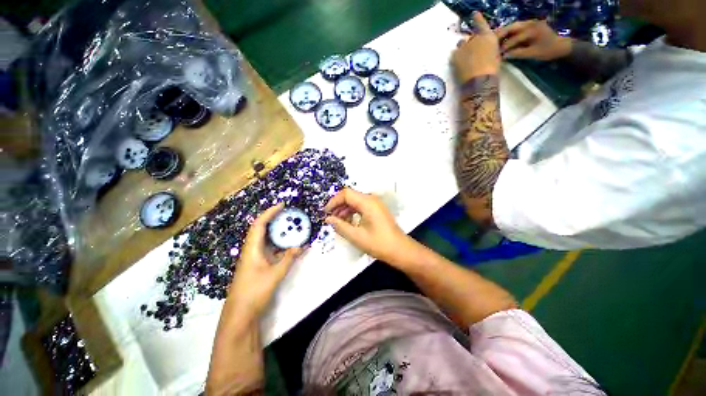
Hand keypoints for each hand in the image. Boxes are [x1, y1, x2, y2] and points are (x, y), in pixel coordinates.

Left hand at [228, 204, 301, 316]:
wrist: (240, 315)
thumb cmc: (254, 292)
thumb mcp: (275, 274)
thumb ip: (289, 259)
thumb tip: (302, 246)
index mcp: (252, 249)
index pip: (259, 224)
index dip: (270, 212)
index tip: (282, 205)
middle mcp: (251, 250)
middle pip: (261, 228)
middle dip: (273, 218)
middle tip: (288, 213)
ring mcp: (254, 258)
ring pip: (265, 239)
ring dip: (276, 231)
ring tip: (290, 225)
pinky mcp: (257, 265)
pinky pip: (268, 248)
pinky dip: (278, 244)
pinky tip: (288, 245)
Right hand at [324, 188, 415, 265]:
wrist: (400, 250)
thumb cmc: (379, 244)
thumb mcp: (356, 236)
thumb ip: (340, 226)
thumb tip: (328, 219)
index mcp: (368, 202)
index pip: (346, 194)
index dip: (333, 201)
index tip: (325, 213)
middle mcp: (372, 199)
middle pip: (350, 196)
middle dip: (338, 206)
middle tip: (330, 218)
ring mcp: (375, 204)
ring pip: (355, 201)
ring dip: (344, 210)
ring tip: (337, 222)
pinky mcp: (377, 210)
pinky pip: (361, 206)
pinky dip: (352, 212)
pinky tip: (348, 223)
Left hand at [452, 12, 500, 82]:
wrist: (479, 81)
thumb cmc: (491, 72)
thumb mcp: (495, 56)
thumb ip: (487, 49)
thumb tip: (481, 51)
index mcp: (488, 37)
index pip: (481, 24)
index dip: (477, 19)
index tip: (474, 14)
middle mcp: (475, 38)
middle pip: (470, 38)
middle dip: (470, 44)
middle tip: (471, 56)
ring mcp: (463, 46)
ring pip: (461, 45)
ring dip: (462, 50)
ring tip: (465, 62)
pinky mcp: (454, 56)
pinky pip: (454, 55)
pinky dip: (456, 58)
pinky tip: (458, 66)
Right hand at [495, 20, 572, 60]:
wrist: (560, 46)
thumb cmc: (548, 51)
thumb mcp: (533, 54)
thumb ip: (519, 53)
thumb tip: (505, 56)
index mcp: (533, 30)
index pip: (515, 38)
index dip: (505, 46)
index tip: (496, 54)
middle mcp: (531, 23)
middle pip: (512, 27)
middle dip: (501, 34)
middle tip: (490, 42)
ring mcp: (530, 23)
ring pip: (513, 26)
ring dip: (504, 33)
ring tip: (494, 40)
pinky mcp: (530, 25)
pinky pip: (517, 28)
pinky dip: (509, 33)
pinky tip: (503, 39)